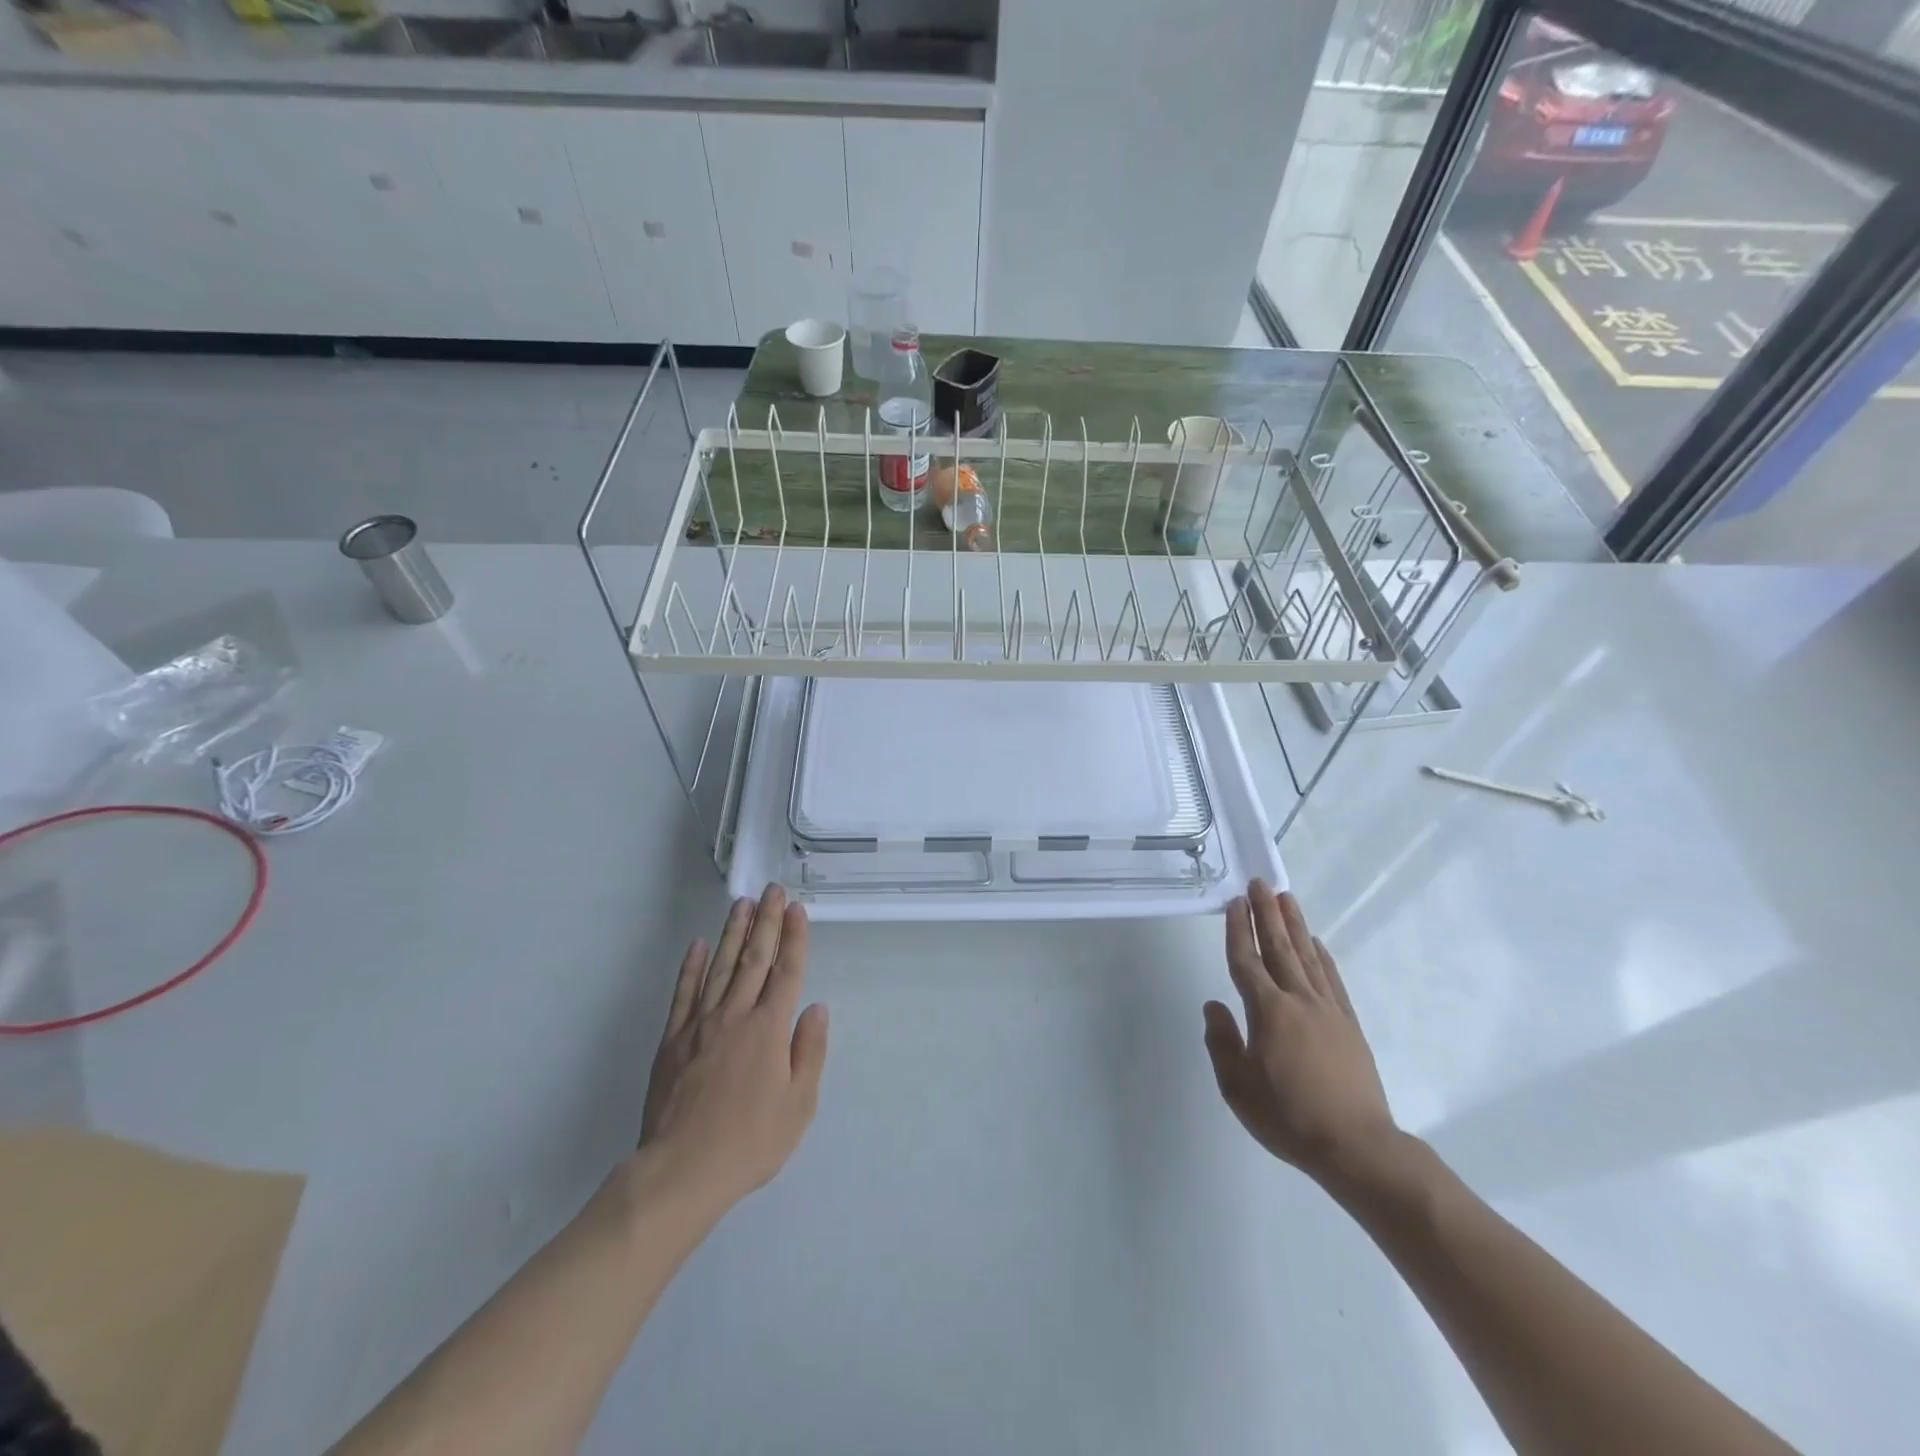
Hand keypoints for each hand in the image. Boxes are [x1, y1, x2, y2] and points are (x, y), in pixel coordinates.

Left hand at [635, 884, 828, 1215]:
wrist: (681, 1171)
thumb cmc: (750, 1141)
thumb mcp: (799, 1105)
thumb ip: (809, 1052)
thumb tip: (816, 1009)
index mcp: (769, 1029)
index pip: (787, 971)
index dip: (794, 937)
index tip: (797, 909)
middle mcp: (736, 1015)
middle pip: (754, 959)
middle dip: (766, 922)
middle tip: (772, 890)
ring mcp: (700, 1025)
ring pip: (720, 967)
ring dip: (733, 933)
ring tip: (742, 904)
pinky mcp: (672, 1040)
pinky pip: (683, 993)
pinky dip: (691, 967)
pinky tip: (698, 946)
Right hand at [1202, 880, 1398, 1186]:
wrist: (1357, 1146)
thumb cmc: (1289, 1118)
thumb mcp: (1238, 1088)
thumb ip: (1222, 1042)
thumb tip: (1214, 1006)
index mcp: (1267, 1012)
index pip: (1246, 962)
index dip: (1237, 931)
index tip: (1233, 903)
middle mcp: (1298, 1000)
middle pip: (1279, 948)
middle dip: (1266, 913)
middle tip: (1259, 883)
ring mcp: (1328, 1010)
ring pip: (1306, 956)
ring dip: (1294, 924)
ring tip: (1285, 897)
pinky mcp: (1349, 1024)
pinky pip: (1332, 979)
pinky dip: (1322, 956)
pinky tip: (1316, 942)